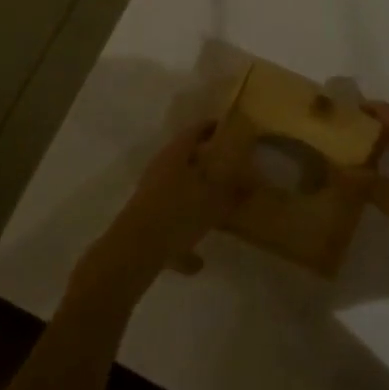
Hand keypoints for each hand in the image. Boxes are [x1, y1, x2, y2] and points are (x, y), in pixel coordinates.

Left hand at [65, 122, 252, 315]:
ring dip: (195, 199)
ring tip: (216, 211)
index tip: (230, 129)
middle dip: (206, 164)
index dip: (213, 128)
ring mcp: (149, 197)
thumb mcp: (214, 199)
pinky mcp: (144, 223)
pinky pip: (169, 226)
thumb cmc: (177, 212)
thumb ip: (235, 189)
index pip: (196, 131)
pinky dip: (183, 238)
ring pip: (177, 192)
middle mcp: (160, 170)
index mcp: (175, 154)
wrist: (134, 251)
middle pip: (185, 160)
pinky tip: (198, 261)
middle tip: (230, 168)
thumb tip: (253, 180)